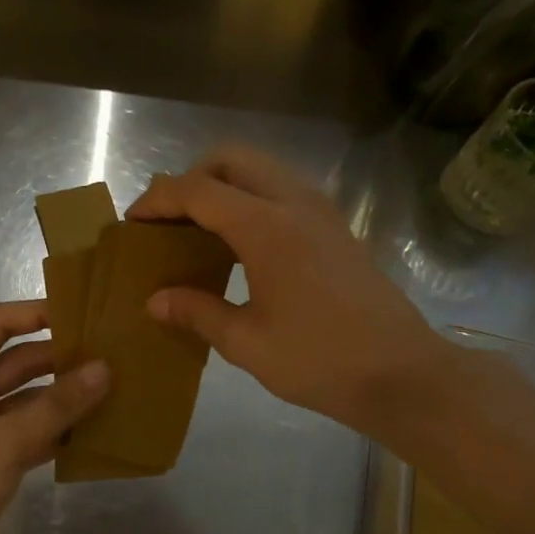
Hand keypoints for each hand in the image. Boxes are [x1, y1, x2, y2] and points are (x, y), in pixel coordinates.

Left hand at [0, 300, 108, 533]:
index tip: (83, 311)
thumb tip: (105, 368)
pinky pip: (29, 429)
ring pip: (27, 398)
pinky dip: (57, 428)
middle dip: (60, 358)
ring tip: (113, 386)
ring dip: (63, 395)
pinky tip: (95, 427)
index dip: (37, 313)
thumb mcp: (6, 441)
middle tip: (112, 352)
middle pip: (17, 361)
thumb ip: (58, 405)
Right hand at [126, 147, 442, 438]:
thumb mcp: (246, 343)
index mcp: (266, 228)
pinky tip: (241, 245)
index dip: (158, 199)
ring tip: (200, 230)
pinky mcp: (337, 228)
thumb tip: (154, 300)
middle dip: (192, 179)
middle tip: (170, 220)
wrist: (401, 374)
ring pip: (262, 170)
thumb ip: (196, 313)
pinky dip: (252, 199)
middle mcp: (295, 204)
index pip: (198, 190)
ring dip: (224, 185)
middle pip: (232, 160)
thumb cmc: (319, 360)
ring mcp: (322, 212)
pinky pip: (284, 191)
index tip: (133, 221)